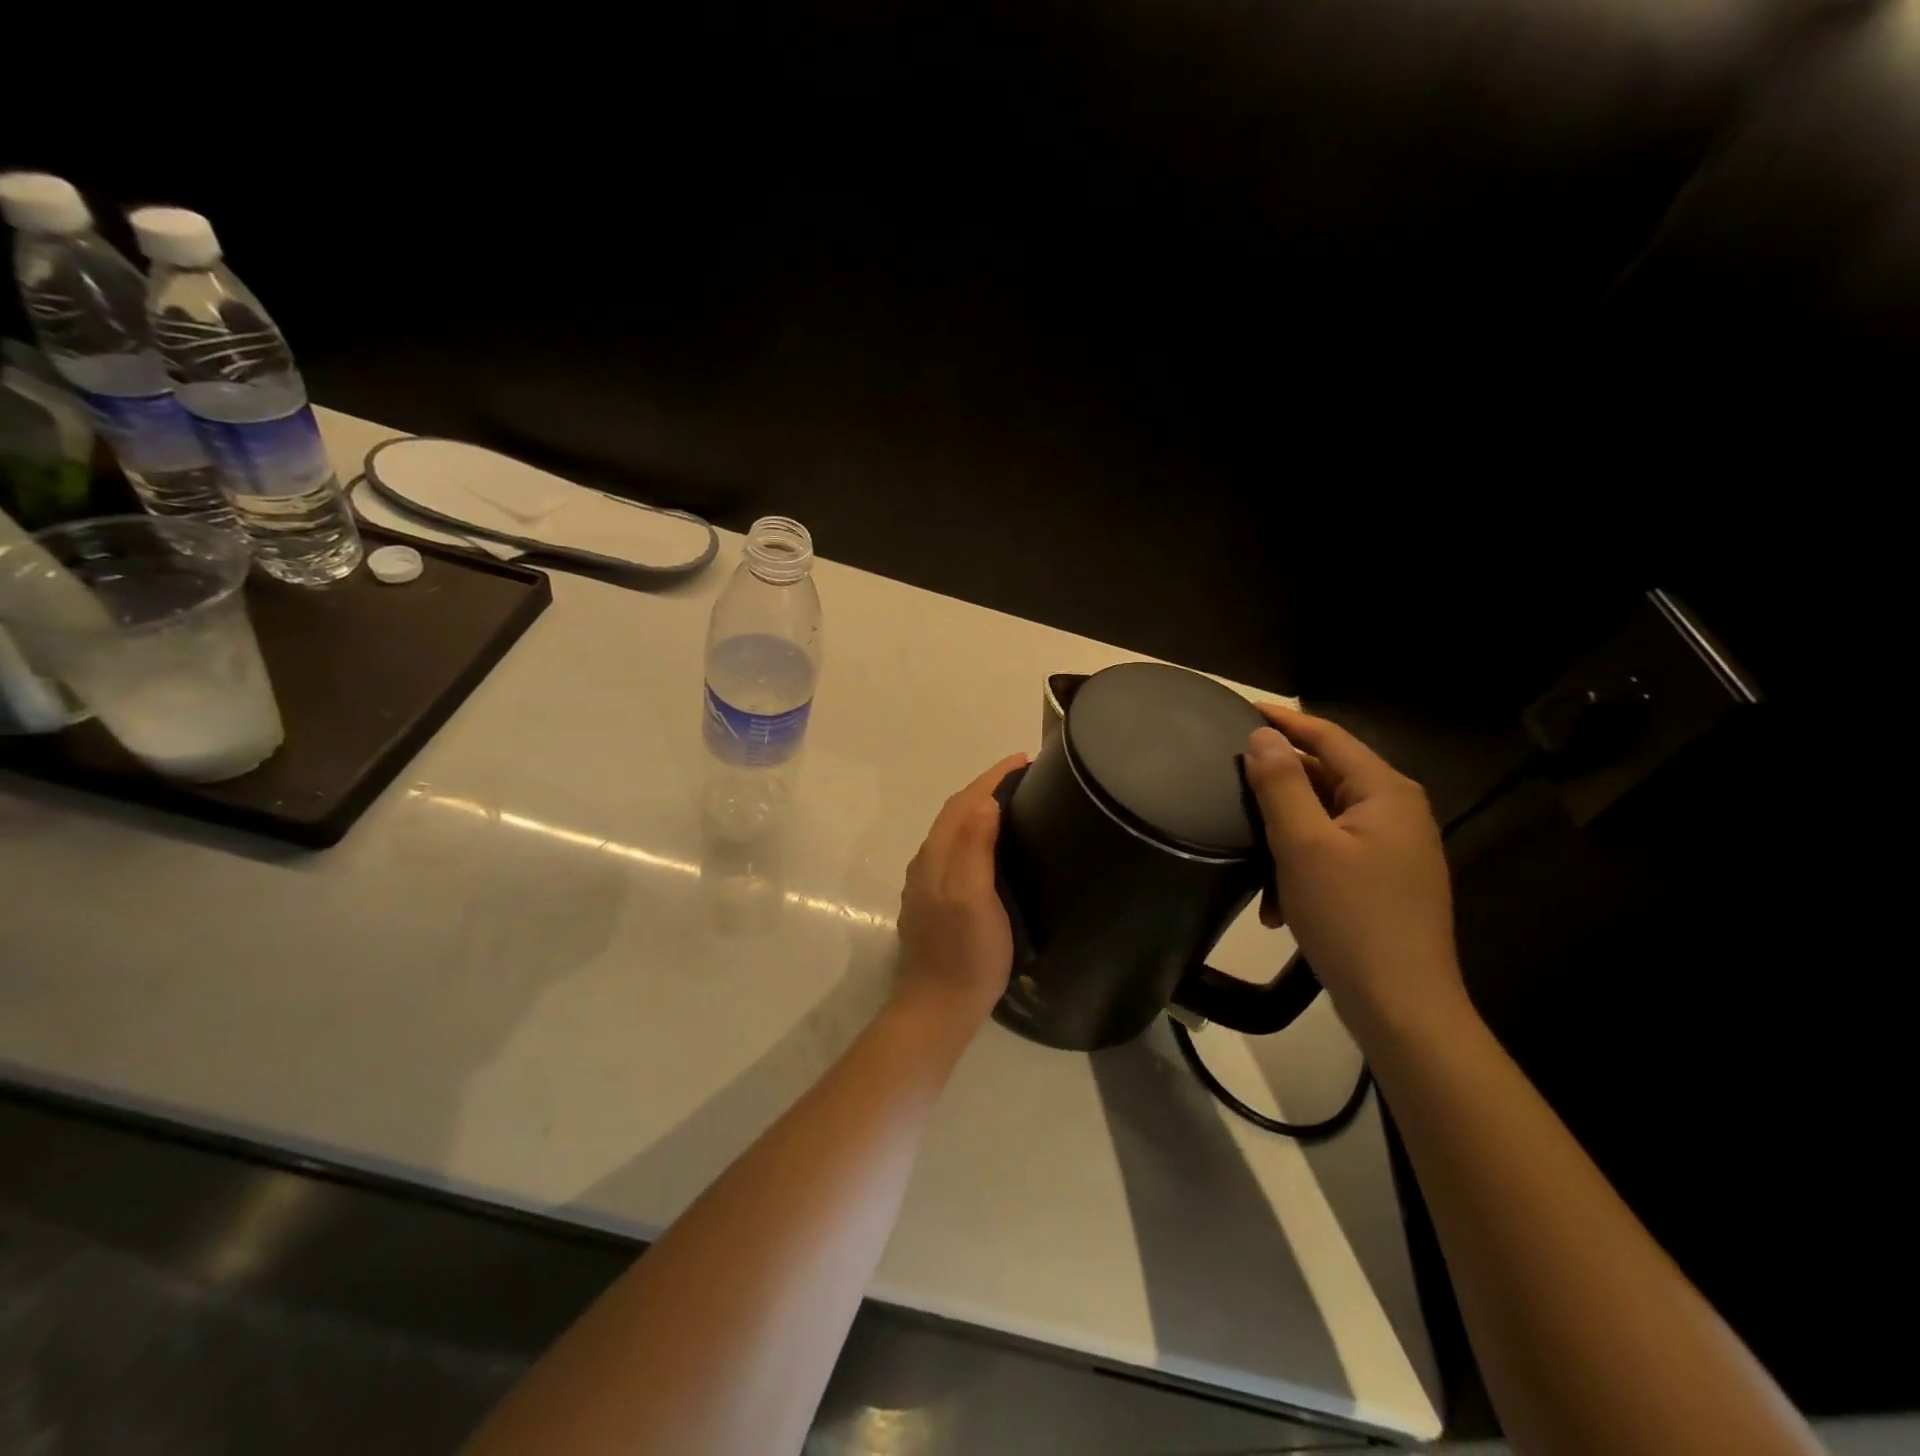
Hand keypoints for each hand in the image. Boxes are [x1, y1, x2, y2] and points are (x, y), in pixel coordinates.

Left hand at [894, 754, 1028, 1030]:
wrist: (938, 1007)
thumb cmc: (965, 953)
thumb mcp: (973, 898)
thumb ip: (974, 848)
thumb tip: (986, 799)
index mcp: (936, 855)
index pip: (963, 801)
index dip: (992, 777)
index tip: (1024, 759)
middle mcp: (927, 861)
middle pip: (956, 811)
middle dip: (987, 786)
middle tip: (1025, 776)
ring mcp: (928, 882)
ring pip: (954, 831)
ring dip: (980, 808)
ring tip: (1015, 802)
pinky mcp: (934, 900)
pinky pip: (956, 850)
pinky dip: (975, 833)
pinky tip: (993, 845)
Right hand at [1243, 705, 1464, 1033]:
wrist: (1402, 1006)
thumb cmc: (1350, 917)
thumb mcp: (1302, 844)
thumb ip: (1280, 783)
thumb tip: (1262, 737)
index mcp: (1385, 793)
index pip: (1327, 736)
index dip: (1283, 721)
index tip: (1239, 709)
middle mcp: (1397, 812)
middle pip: (1326, 778)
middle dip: (1277, 789)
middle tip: (1229, 787)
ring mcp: (1395, 850)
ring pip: (1324, 821)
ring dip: (1284, 838)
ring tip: (1250, 862)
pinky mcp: (1386, 883)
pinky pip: (1334, 855)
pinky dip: (1302, 869)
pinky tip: (1277, 906)